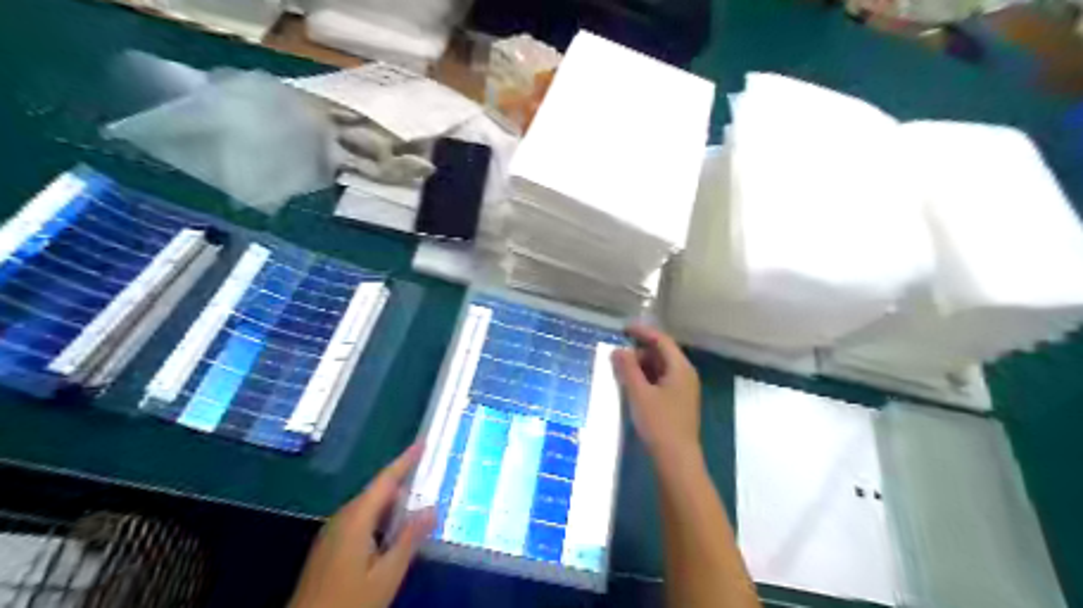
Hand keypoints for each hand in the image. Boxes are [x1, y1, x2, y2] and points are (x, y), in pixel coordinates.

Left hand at [292, 442, 439, 606]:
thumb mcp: (386, 575)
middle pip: (378, 492)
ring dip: (393, 505)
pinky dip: (382, 519)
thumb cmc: (348, 601)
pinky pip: (361, 521)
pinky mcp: (330, 547)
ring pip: (369, 508)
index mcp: (356, 519)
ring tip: (418, 506)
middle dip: (403, 484)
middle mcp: (343, 518)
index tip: (423, 442)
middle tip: (430, 478)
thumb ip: (409, 539)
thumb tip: (432, 508)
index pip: (386, 480)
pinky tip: (394, 533)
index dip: (405, 460)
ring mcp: (333, 533)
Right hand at [608, 327, 703, 464]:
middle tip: (618, 356)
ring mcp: (684, 390)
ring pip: (661, 369)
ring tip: (621, 371)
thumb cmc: (659, 423)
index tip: (623, 329)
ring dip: (642, 366)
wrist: (677, 460)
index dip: (642, 332)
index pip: (662, 340)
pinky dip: (647, 379)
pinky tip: (632, 387)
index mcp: (681, 368)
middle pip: (662, 354)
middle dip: (640, 351)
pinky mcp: (679, 403)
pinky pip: (662, 381)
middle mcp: (686, 375)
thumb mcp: (639, 393)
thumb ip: (628, 369)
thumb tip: (618, 350)